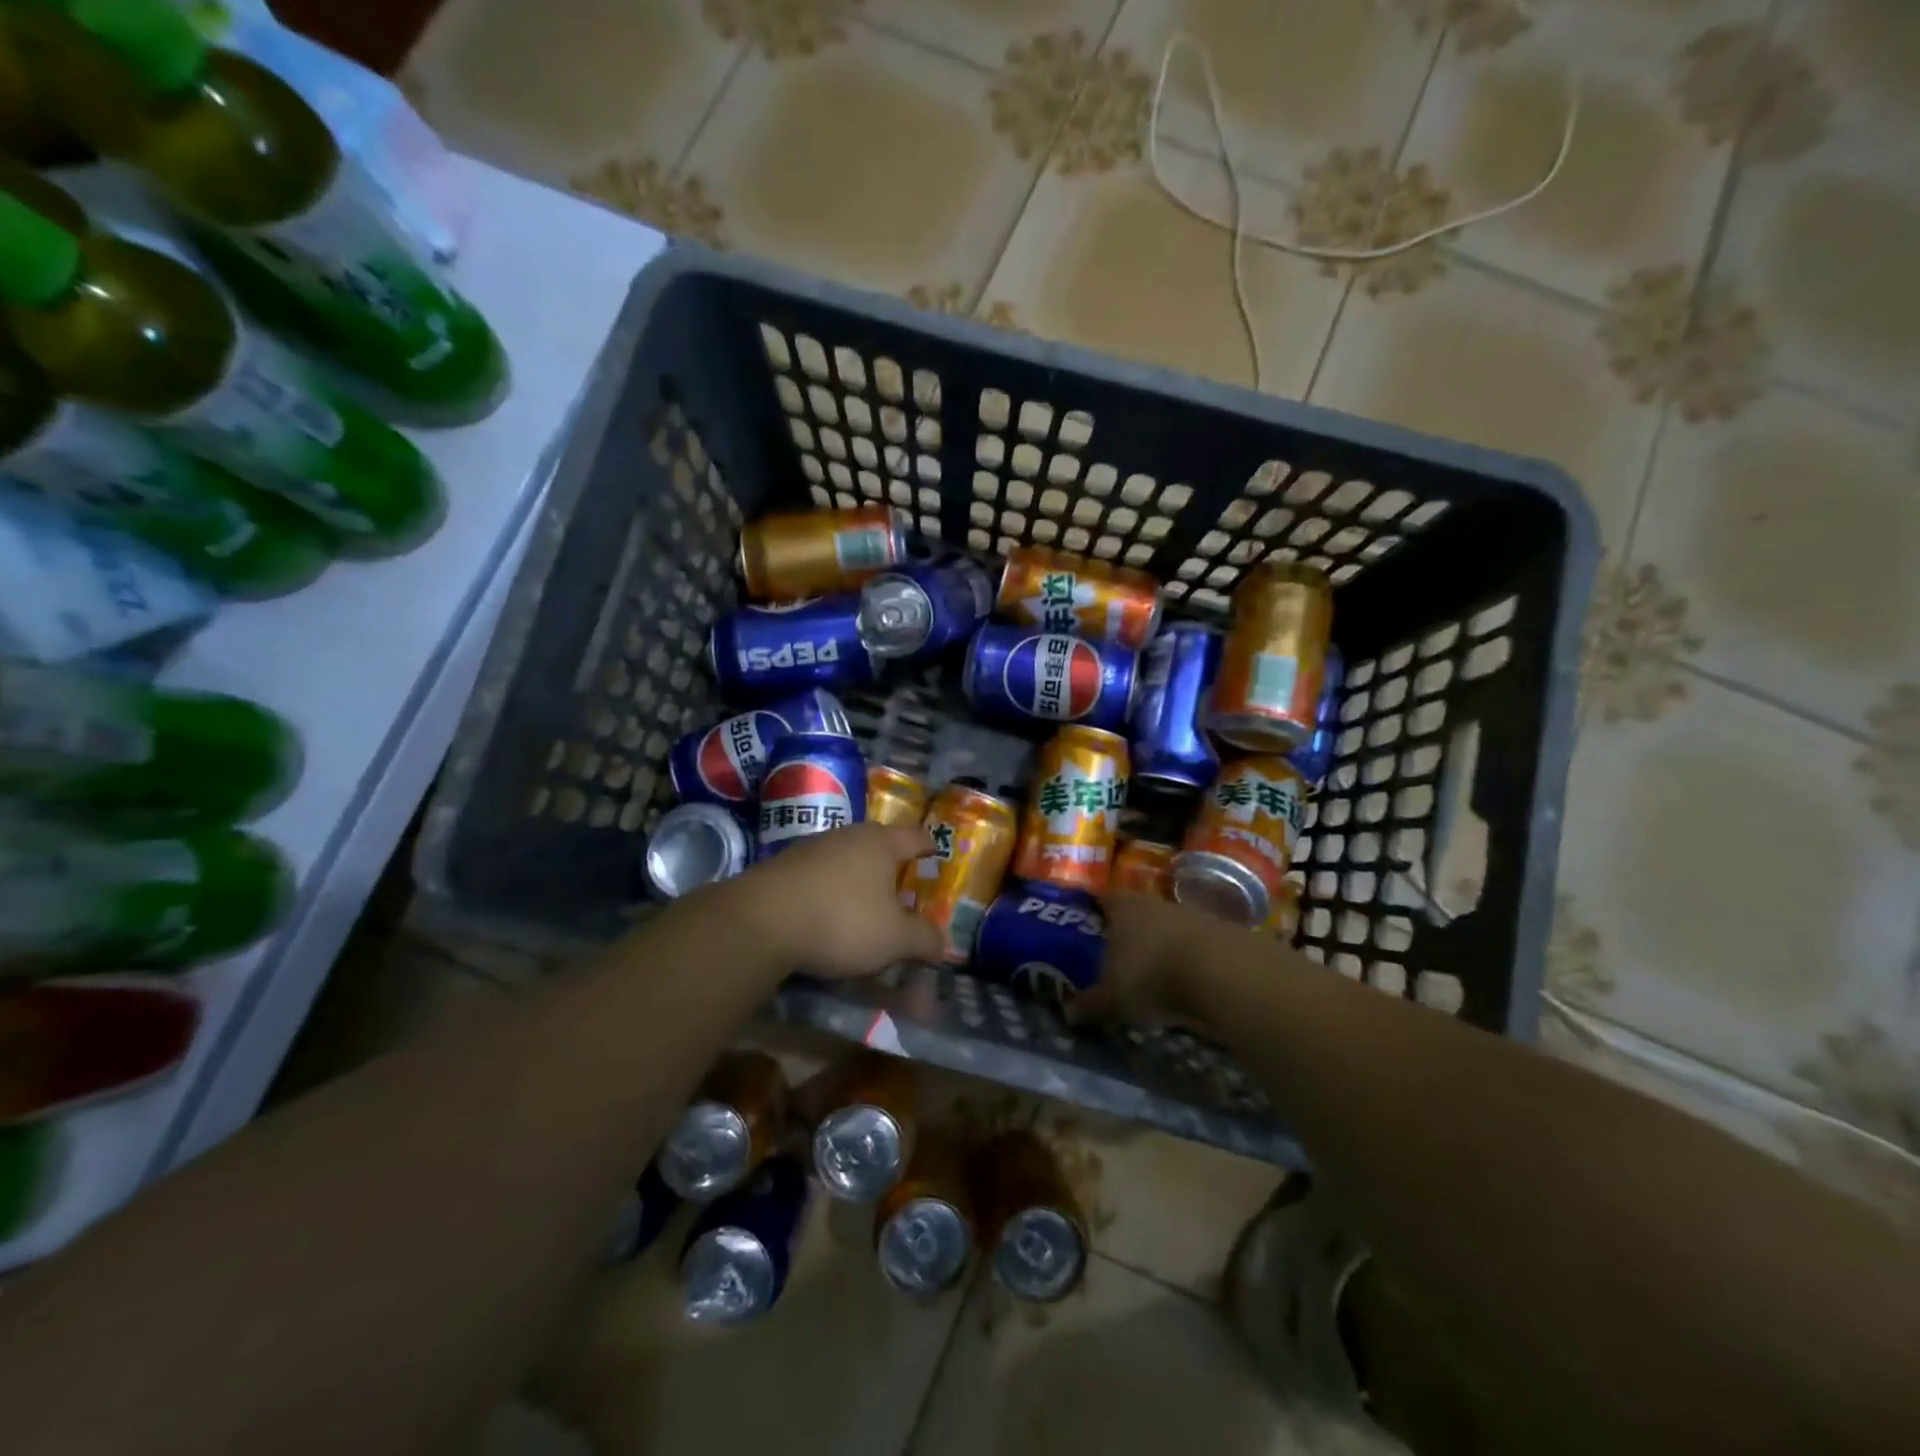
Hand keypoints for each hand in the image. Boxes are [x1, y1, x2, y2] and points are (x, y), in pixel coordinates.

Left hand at [731, 822, 942, 977]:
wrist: (761, 921)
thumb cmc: (842, 920)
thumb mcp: (894, 939)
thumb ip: (923, 939)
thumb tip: (943, 943)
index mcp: (880, 843)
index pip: (915, 837)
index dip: (929, 846)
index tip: (936, 853)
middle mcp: (847, 836)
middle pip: (878, 844)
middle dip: (891, 864)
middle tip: (902, 887)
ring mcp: (811, 848)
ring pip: (845, 859)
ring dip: (857, 878)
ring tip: (864, 904)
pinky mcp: (782, 867)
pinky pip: (818, 875)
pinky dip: (828, 890)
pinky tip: (826, 913)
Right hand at [1069, 892, 1222, 1027]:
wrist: (1224, 973)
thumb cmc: (1152, 976)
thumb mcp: (1113, 998)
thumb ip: (1090, 1004)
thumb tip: (1068, 1013)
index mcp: (1123, 907)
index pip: (1104, 899)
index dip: (1096, 910)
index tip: (1089, 922)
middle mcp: (1155, 903)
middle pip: (1138, 912)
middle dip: (1130, 931)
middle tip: (1119, 954)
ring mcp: (1192, 915)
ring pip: (1169, 928)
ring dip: (1163, 946)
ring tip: (1155, 973)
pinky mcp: (1223, 934)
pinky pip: (1197, 945)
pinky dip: (1190, 960)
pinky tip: (1188, 983)